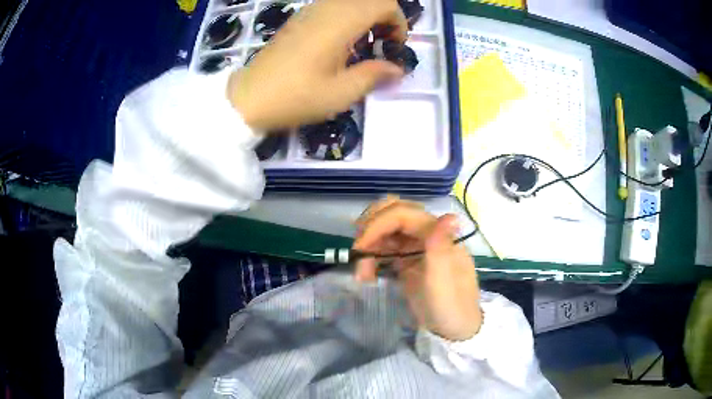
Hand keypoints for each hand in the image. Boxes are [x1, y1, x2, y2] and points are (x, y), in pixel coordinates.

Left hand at [228, 0, 407, 130]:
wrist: (248, 98)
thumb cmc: (295, 97)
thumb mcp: (340, 93)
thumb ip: (373, 75)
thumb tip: (397, 69)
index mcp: (340, 23)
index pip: (384, 4)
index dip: (398, 22)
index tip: (395, 47)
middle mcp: (326, 9)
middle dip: (385, 19)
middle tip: (382, 45)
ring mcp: (310, 11)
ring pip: (351, 2)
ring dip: (366, 18)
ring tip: (363, 46)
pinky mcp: (299, 19)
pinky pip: (333, 7)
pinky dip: (347, 19)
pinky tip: (340, 44)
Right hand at [353, 196, 482, 341]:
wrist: (455, 329)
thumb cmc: (451, 307)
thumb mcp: (443, 283)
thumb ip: (441, 248)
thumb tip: (450, 215)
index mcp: (438, 234)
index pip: (402, 214)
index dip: (377, 224)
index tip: (360, 248)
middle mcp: (426, 234)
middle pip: (393, 213)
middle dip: (371, 228)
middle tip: (358, 250)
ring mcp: (416, 246)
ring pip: (386, 231)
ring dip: (369, 246)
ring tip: (362, 274)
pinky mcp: (408, 260)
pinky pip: (385, 248)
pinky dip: (372, 258)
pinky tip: (367, 275)